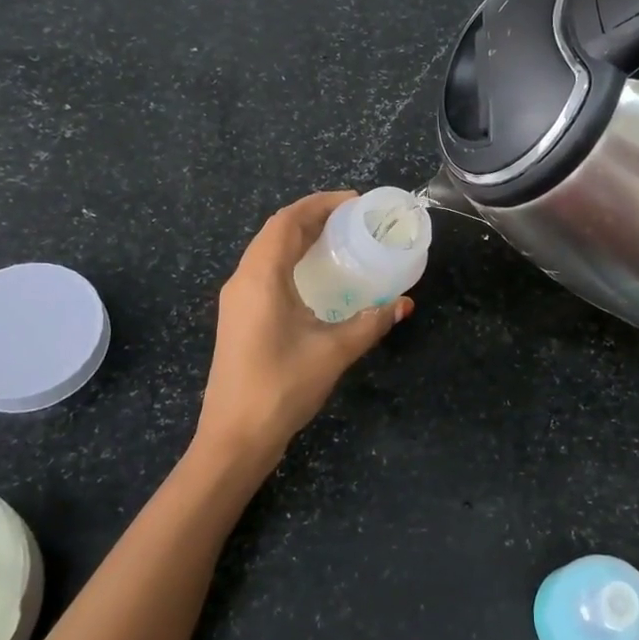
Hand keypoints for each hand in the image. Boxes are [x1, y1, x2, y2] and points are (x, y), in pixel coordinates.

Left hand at [192, 192, 412, 475]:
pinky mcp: (238, 318)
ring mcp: (236, 300)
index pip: (287, 221)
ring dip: (299, 238)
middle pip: (276, 232)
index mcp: (260, 277)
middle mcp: (242, 280)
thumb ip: (371, 322)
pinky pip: (264, 272)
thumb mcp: (334, 352)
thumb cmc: (281, 387)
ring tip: (338, 240)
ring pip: (267, 251)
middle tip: (353, 219)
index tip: (355, 202)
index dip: (320, 204)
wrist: (234, 437)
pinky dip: (290, 260)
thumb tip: (404, 303)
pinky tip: (316, 278)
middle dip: (313, 217)